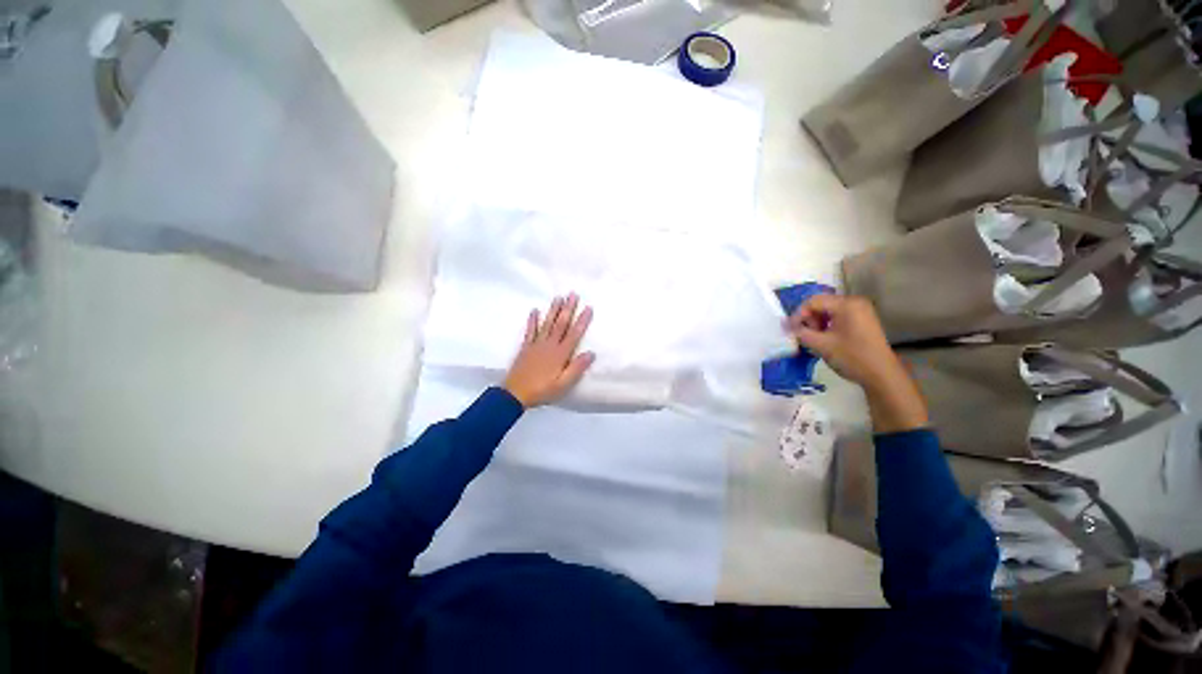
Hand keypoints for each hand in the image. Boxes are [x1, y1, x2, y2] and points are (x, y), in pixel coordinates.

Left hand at [503, 294, 595, 408]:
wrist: (514, 394)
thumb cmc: (542, 391)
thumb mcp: (563, 384)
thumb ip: (576, 368)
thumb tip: (591, 353)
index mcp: (560, 354)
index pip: (574, 334)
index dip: (582, 321)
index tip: (588, 307)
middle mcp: (549, 345)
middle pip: (560, 324)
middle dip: (568, 308)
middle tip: (573, 294)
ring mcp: (536, 345)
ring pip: (547, 323)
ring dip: (553, 310)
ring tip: (558, 297)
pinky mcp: (526, 347)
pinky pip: (530, 331)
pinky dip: (533, 320)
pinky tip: (535, 310)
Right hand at [786, 294, 927, 432]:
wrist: (881, 375)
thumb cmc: (851, 357)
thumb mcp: (821, 345)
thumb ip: (801, 333)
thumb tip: (786, 327)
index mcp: (847, 304)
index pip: (813, 301)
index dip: (798, 314)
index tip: (789, 330)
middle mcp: (854, 302)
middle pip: (821, 304)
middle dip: (808, 319)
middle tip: (804, 335)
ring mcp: (860, 311)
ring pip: (827, 311)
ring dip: (816, 323)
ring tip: (813, 339)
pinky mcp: (861, 320)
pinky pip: (837, 317)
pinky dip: (826, 325)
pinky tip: (824, 339)